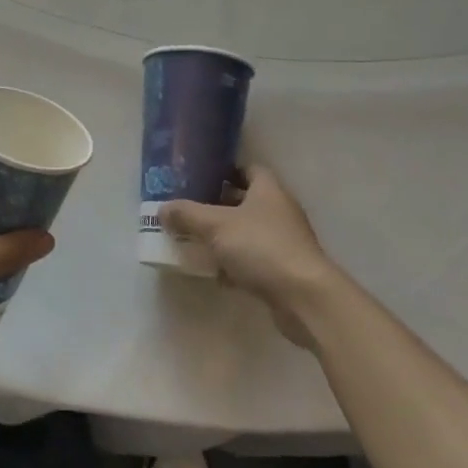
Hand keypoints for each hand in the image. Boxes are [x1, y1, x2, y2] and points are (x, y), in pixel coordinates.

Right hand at [160, 166, 333, 348]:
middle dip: (217, 205)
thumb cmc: (261, 248)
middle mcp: (279, 211)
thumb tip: (162, 209)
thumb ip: (187, 215)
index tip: (199, 176)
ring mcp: (284, 241)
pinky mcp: (283, 269)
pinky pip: (252, 259)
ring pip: (247, 232)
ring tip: (194, 238)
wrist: (304, 298)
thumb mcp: (216, 226)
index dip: (224, 170)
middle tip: (189, 208)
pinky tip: (213, 272)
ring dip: (224, 236)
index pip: (247, 168)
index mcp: (268, 190)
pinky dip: (234, 263)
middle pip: (245, 200)